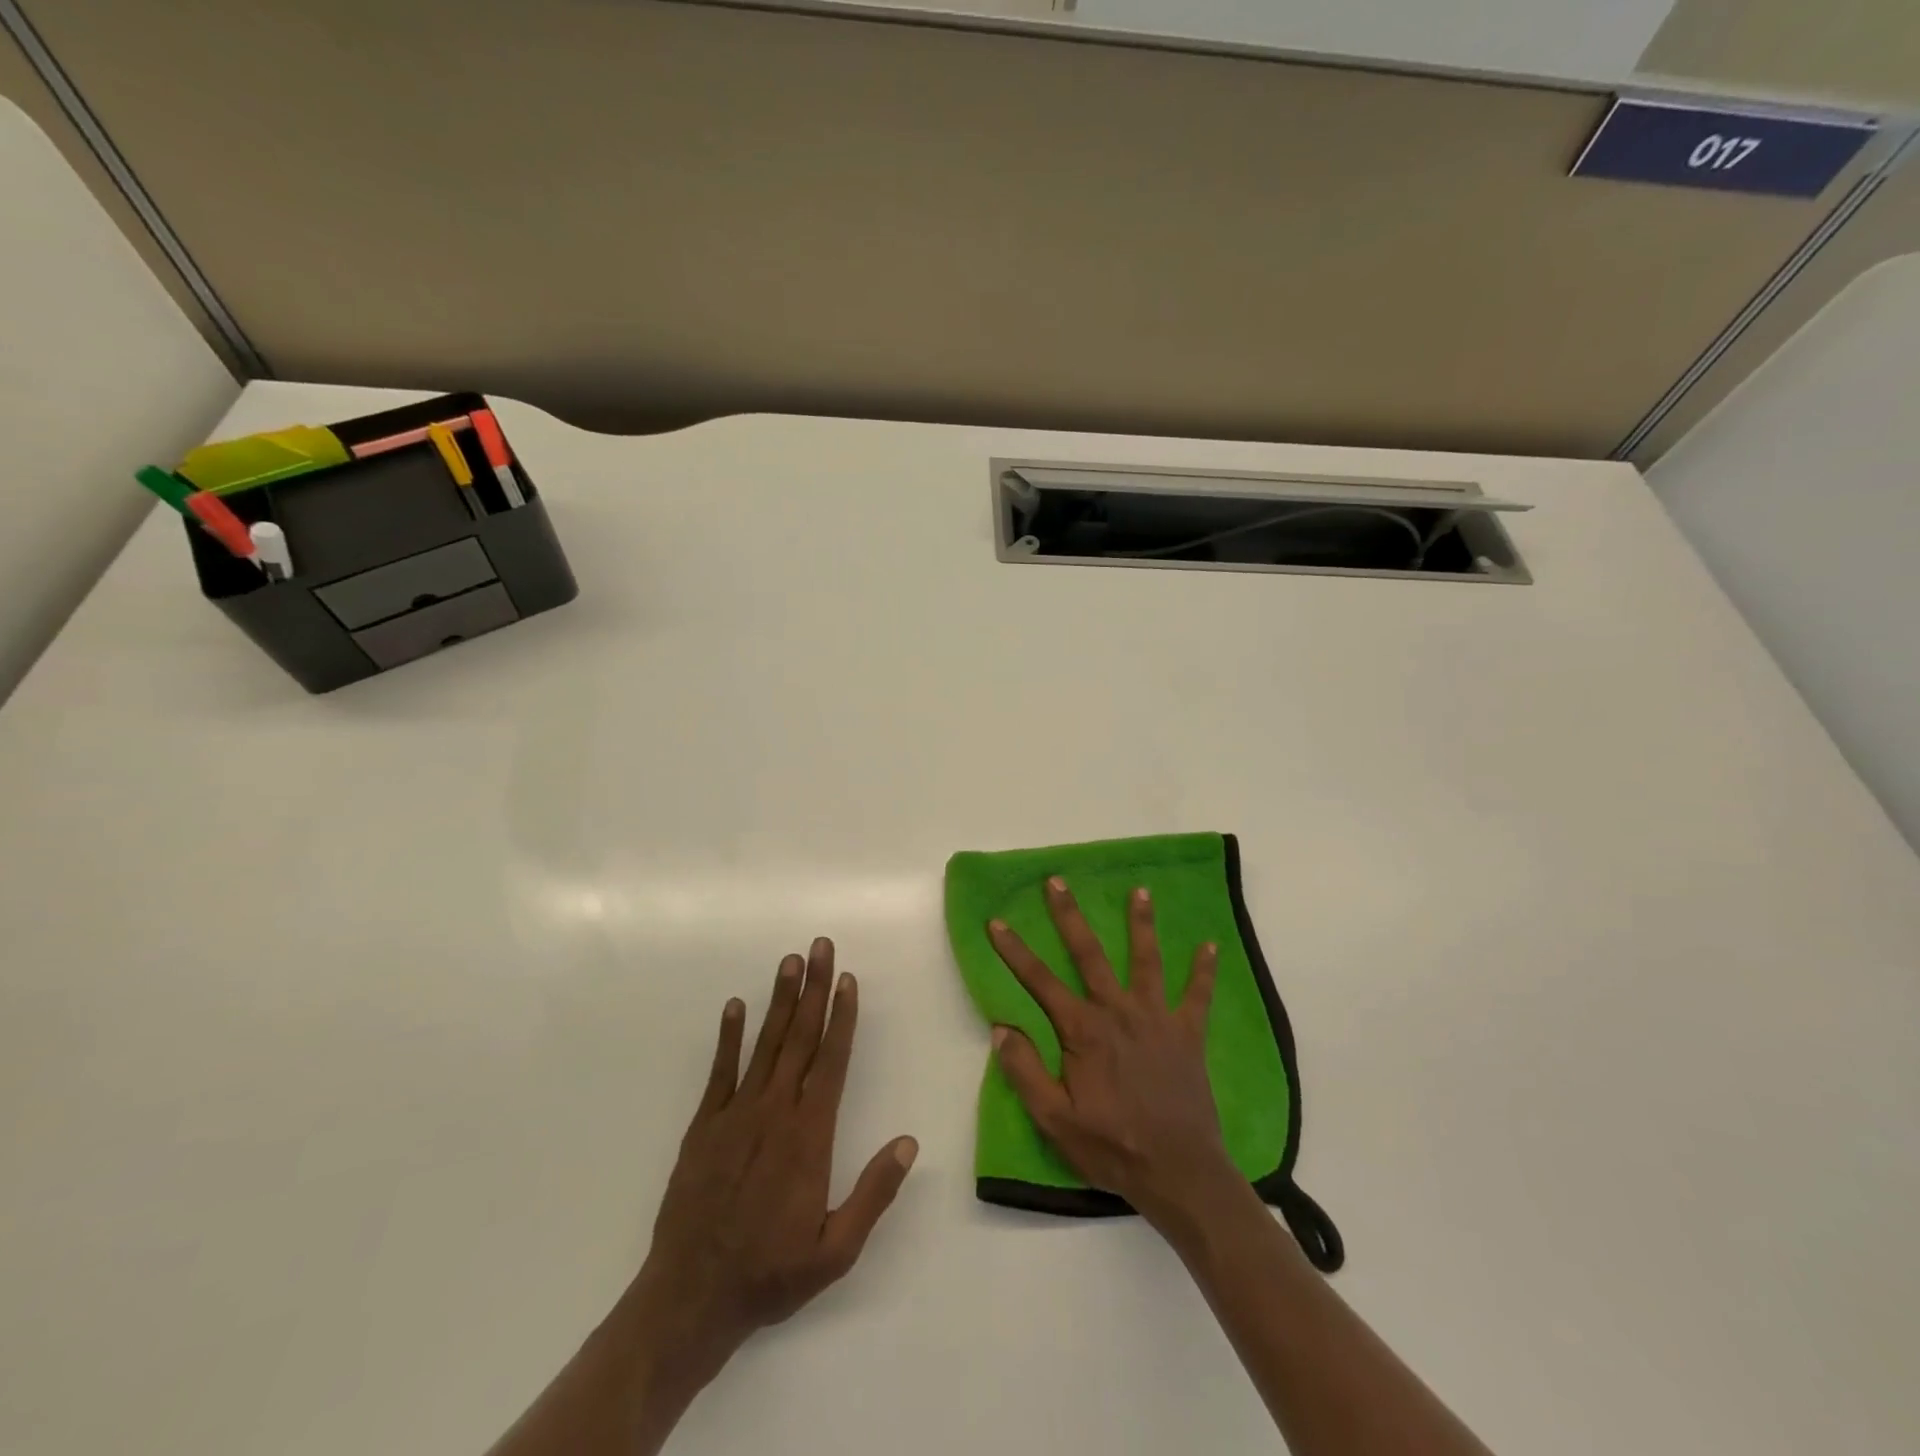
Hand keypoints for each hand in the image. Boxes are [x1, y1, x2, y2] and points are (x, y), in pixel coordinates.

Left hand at [625, 938, 916, 1385]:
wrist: (690, 1297)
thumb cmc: (771, 1273)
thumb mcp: (836, 1250)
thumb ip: (873, 1193)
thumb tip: (908, 1142)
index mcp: (810, 1135)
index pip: (832, 1061)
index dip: (842, 1017)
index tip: (849, 980)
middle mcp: (776, 1111)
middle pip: (801, 1038)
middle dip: (815, 989)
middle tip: (822, 946)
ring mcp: (737, 1113)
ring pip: (765, 1044)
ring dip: (780, 1000)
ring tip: (790, 961)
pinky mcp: (705, 1125)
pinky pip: (720, 1070)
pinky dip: (729, 1036)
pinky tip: (735, 1006)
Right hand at [987, 878, 1236, 1228]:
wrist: (1180, 1174)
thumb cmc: (1112, 1148)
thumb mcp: (1055, 1121)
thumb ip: (1025, 1072)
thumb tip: (1000, 1027)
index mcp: (1083, 1030)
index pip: (1040, 981)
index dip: (1015, 951)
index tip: (997, 921)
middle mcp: (1118, 1012)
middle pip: (1089, 954)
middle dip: (1070, 915)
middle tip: (1057, 881)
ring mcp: (1157, 1019)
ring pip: (1146, 960)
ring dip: (1141, 923)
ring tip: (1140, 890)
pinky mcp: (1188, 1034)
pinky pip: (1197, 996)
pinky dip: (1204, 971)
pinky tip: (1211, 946)